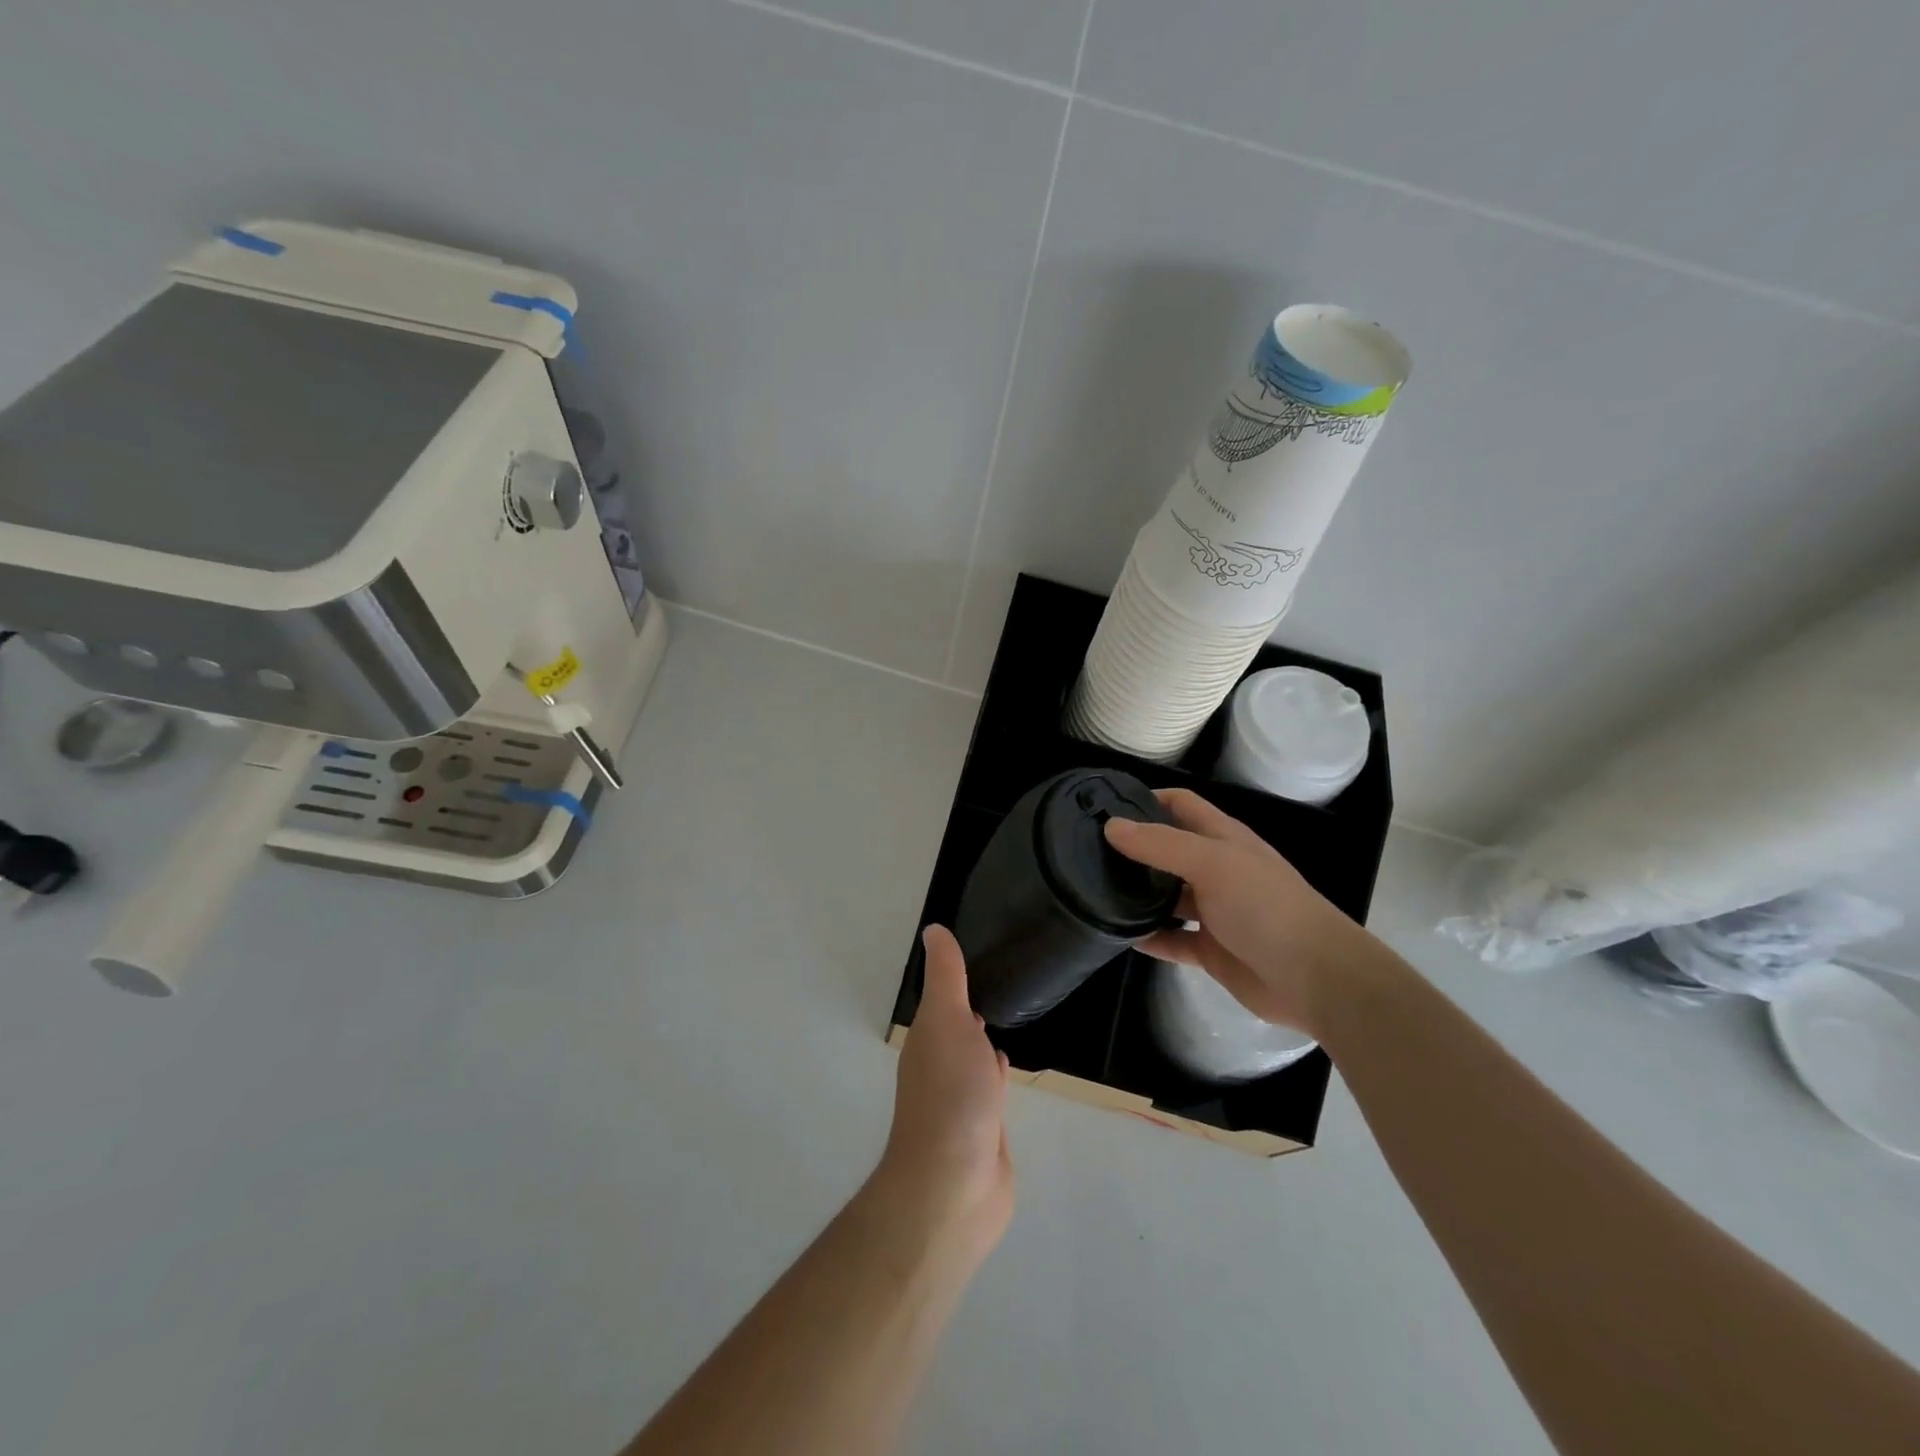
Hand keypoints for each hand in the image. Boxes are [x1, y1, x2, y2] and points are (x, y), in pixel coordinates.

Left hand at [874, 925, 1013, 1267]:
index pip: (943, 999)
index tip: (982, 951)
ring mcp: (960, 1101)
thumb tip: (934, 928)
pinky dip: (997, 1074)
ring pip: (973, 1058)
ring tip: (1009, 1013)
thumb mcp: (948, 1019)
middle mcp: (939, 1065)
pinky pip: (990, 1091)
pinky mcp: (983, 1131)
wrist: (955, 1186)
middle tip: (1002, 978)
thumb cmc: (950, 1093)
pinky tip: (1008, 1065)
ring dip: (983, 1040)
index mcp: (928, 1039)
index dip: (956, 978)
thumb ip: (946, 976)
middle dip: (971, 1007)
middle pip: (956, 1027)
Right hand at [1103, 788, 1373, 1036]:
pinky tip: (1117, 935)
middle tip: (1086, 850)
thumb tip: (1111, 826)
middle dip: (1134, 848)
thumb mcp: (1212, 863)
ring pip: (1167, 896)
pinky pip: (1171, 939)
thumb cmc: (1265, 906)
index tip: (1104, 804)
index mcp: (1223, 839)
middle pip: (1169, 850)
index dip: (1147, 799)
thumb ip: (1160, 844)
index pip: (1181, 805)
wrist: (1314, 978)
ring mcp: (1214, 911)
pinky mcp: (1210, 950)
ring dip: (1138, 894)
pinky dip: (1148, 937)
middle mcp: (1217, 870)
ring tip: (1092, 891)